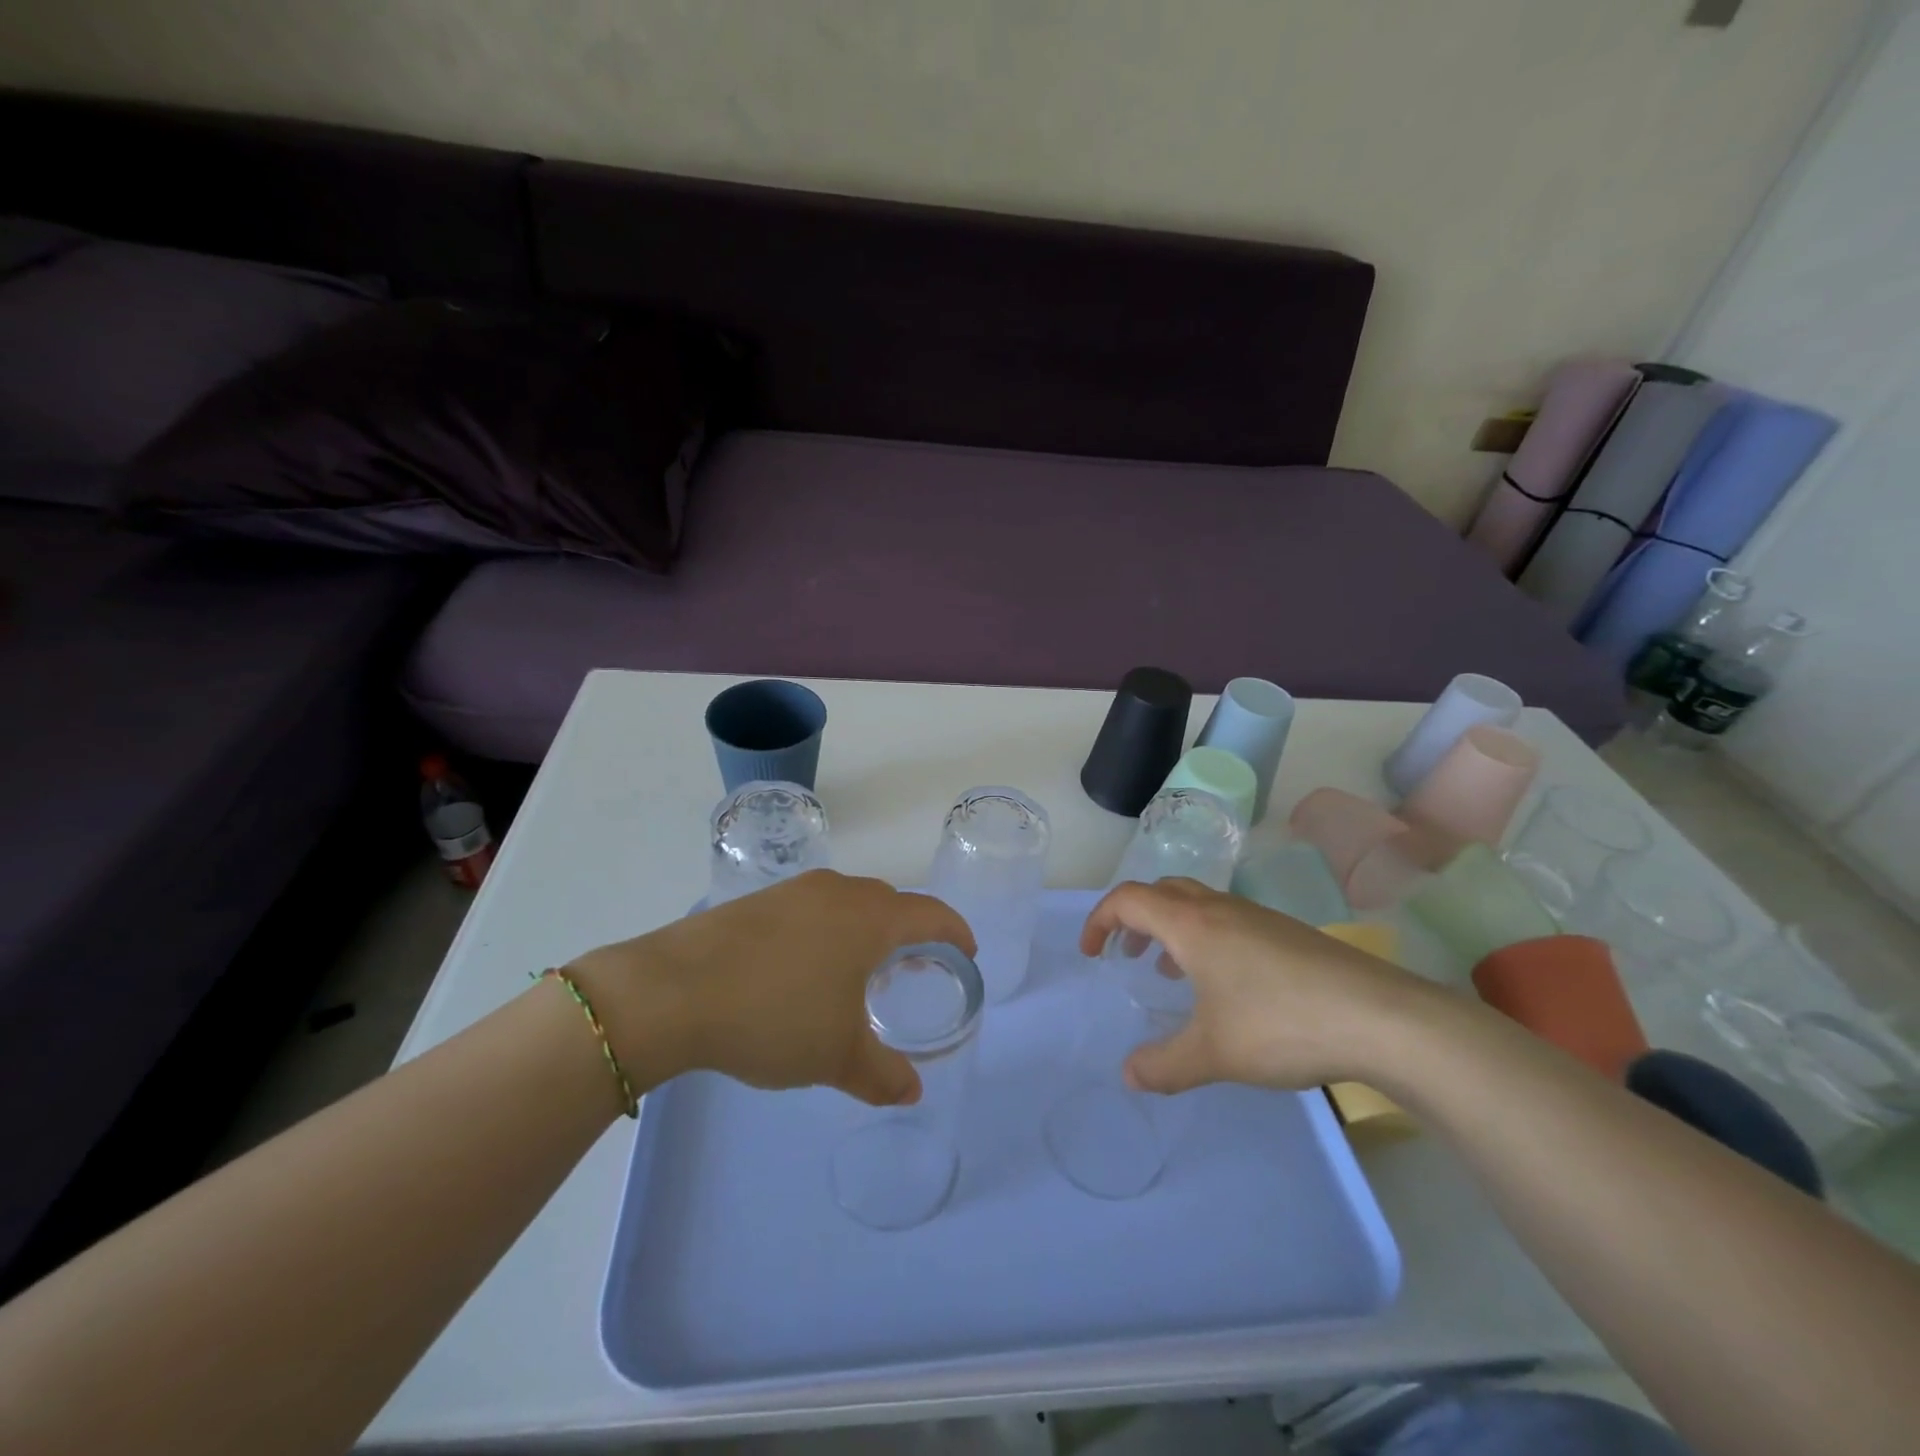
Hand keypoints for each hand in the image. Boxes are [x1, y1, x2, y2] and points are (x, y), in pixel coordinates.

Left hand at [568, 871, 974, 1107]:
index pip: (931, 913)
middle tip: (912, 968)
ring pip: (847, 903)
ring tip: (858, 970)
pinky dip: (825, 931)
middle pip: (890, 903)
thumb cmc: (774, 1016)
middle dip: (909, 932)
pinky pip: (811, 909)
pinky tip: (804, 968)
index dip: (955, 932)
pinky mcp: (757, 900)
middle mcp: (838, 891)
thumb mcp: (836, 1056)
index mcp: (870, 918)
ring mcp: (794, 890)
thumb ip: (882, 1075)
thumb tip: (912, 1091)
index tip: (967, 953)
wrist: (672, 991)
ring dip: (864, 930)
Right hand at [1080, 878, 1432, 1092]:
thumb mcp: (1213, 1053)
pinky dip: (1205, 939)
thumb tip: (1128, 1076)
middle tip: (1126, 955)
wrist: (1382, 1018)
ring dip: (1171, 928)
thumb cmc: (1281, 1025)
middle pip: (1161, 891)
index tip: (1091, 954)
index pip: (1128, 899)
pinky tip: (1224, 986)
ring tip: (1169, 971)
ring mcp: (1258, 917)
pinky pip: (1227, 921)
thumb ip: (1164, 1065)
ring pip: (1197, 904)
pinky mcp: (1287, 934)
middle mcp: (1221, 909)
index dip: (1099, 920)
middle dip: (1134, 918)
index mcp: (1192, 924)